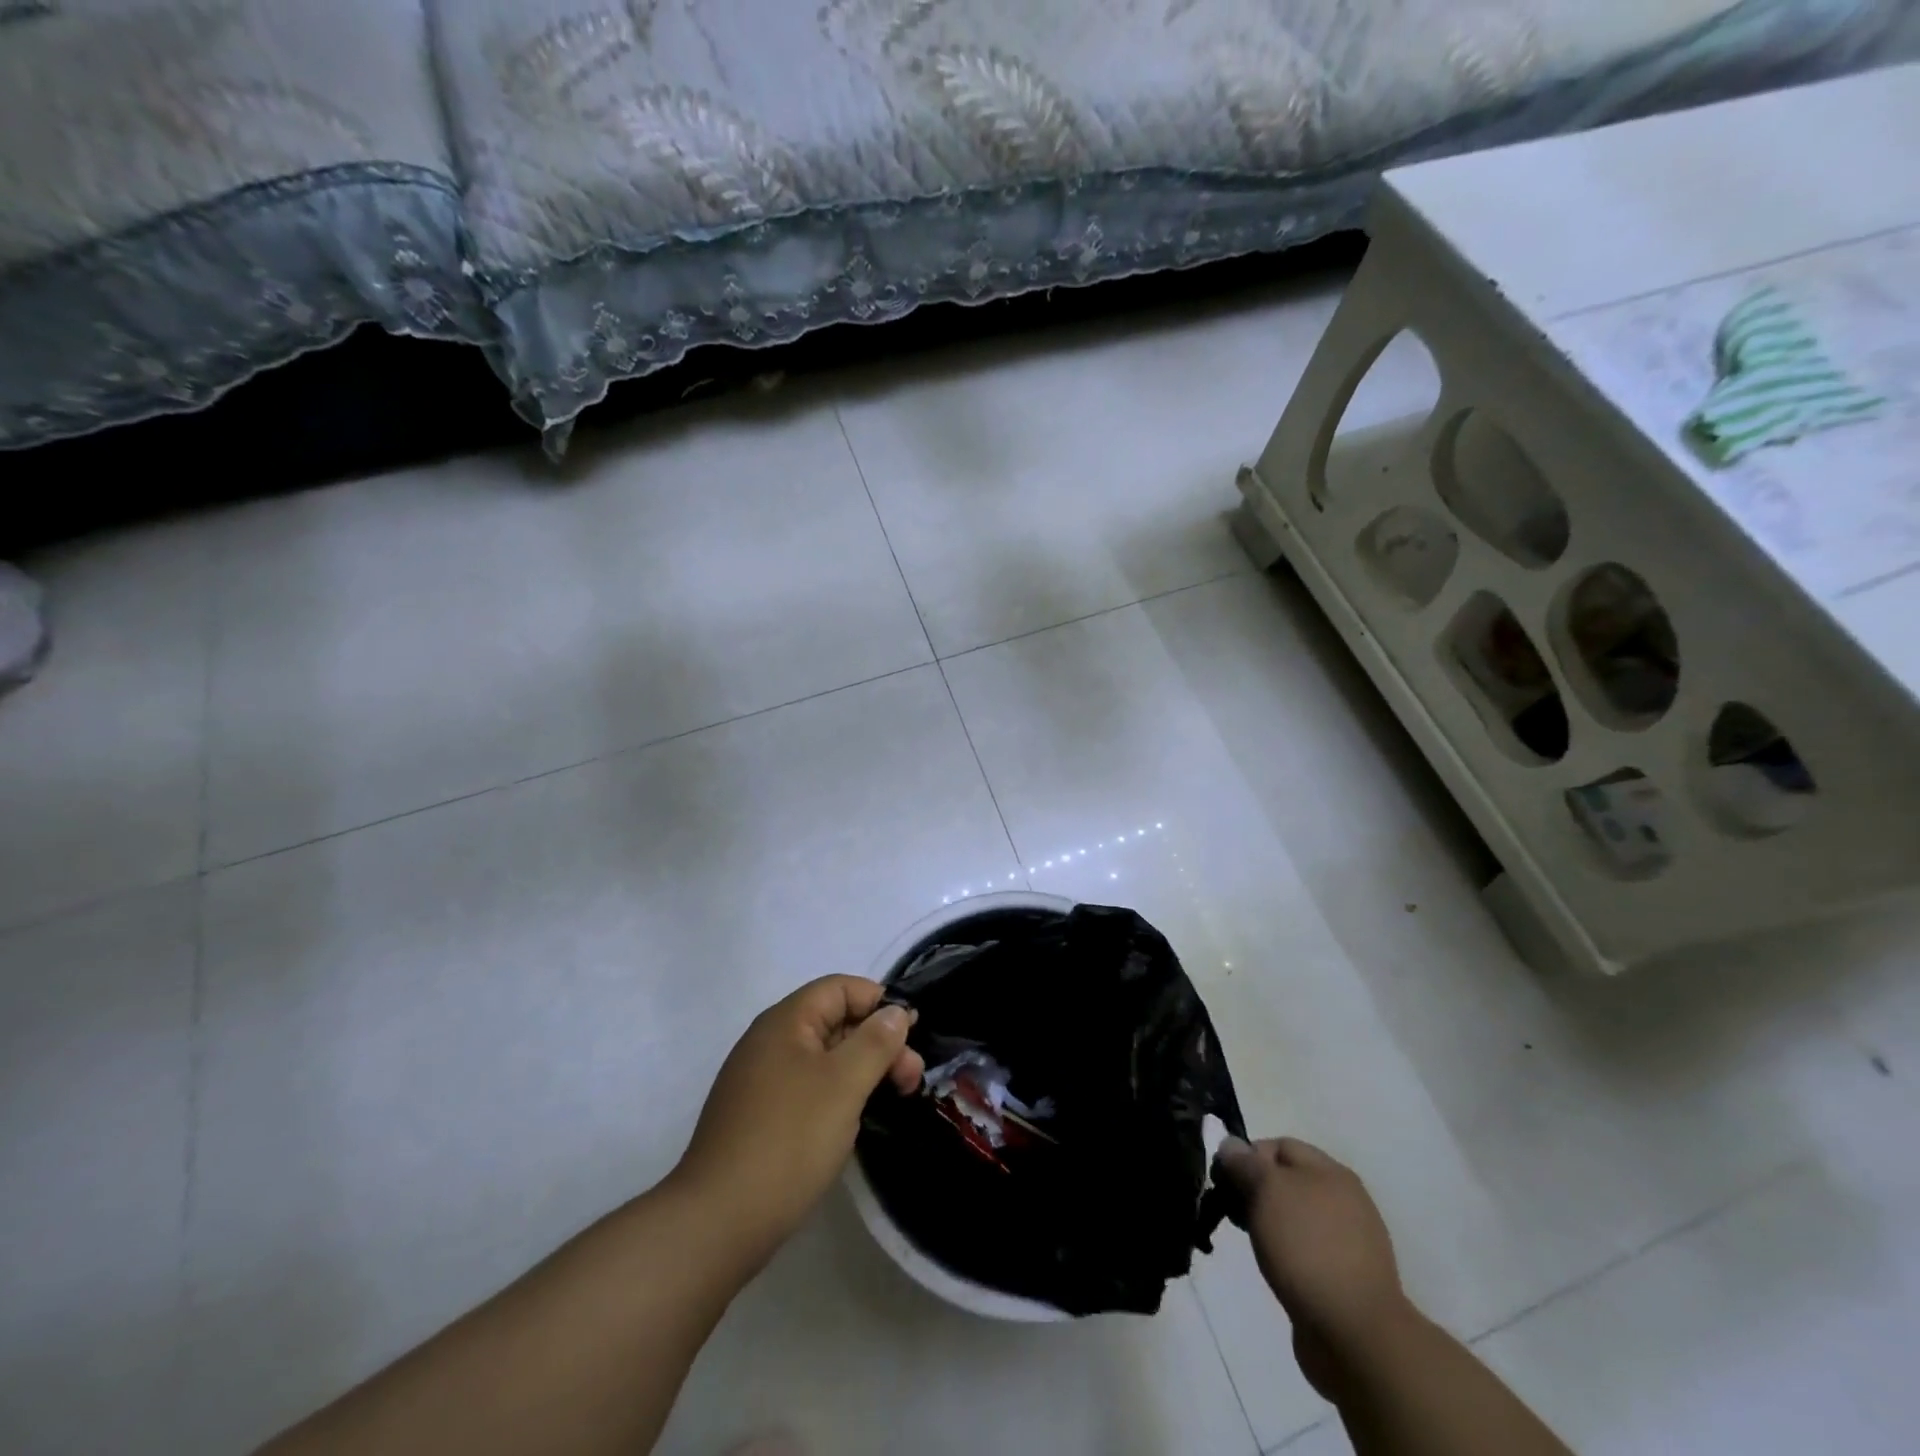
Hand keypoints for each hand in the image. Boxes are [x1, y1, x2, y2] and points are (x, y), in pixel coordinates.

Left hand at [672, 976, 923, 1266]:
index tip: (912, 1034)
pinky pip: (808, 1087)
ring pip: (823, 1058)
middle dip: (877, 1042)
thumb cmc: (789, 1140)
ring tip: (893, 1099)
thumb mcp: (844, 1084)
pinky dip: (838, 1094)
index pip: (840, 988)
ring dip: (862, 1070)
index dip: (879, 1002)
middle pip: (834, 1021)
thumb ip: (875, 1041)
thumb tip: (895, 1012)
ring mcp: (760, 1081)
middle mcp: (769, 1041)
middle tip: (911, 1079)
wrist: (718, 1222)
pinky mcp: (759, 1116)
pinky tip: (854, 1121)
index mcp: (785, 1021)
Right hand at [1216, 1137, 1413, 1394]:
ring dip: (1270, 1223)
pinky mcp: (1347, 1277)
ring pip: (1295, 1216)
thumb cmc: (1307, 1247)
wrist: (1355, 1335)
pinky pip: (1307, 1250)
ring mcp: (1350, 1241)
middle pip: (1288, 1180)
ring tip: (1253, 1244)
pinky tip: (1276, 1268)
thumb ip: (1244, 1162)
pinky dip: (1287, 1253)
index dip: (1247, 1156)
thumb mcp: (1266, 1190)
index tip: (1225, 1182)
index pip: (1279, 1145)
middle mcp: (1345, 1199)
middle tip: (1233, 1213)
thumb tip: (1230, 1145)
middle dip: (1256, 1191)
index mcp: (1331, 1171)